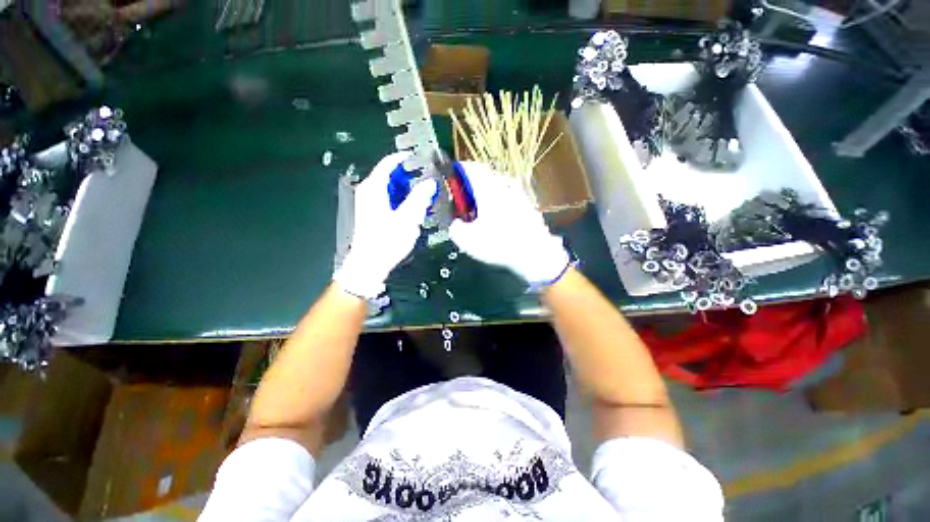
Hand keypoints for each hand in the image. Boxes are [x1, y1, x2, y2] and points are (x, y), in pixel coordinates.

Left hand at [334, 152, 436, 298]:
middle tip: (429, 179)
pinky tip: (414, 207)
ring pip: (392, 187)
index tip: (422, 158)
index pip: (389, 163)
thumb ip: (420, 198)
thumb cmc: (387, 241)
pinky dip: (402, 198)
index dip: (405, 157)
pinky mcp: (373, 212)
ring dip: (408, 188)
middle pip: (391, 174)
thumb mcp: (407, 219)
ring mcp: (370, 202)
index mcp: (374, 188)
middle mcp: (369, 191)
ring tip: (425, 193)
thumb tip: (430, 183)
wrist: (369, 265)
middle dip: (410, 175)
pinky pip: (390, 198)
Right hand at [450, 161, 569, 287]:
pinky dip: (502, 204)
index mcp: (487, 188)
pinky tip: (500, 220)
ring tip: (482, 212)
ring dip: (488, 194)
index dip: (458, 172)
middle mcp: (504, 185)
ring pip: (499, 186)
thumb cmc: (499, 244)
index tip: (453, 180)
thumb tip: (456, 224)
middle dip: (473, 186)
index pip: (470, 168)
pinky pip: (510, 198)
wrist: (534, 254)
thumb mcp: (467, 240)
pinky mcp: (529, 206)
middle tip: (466, 201)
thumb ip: (455, 228)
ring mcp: (519, 194)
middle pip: (485, 176)